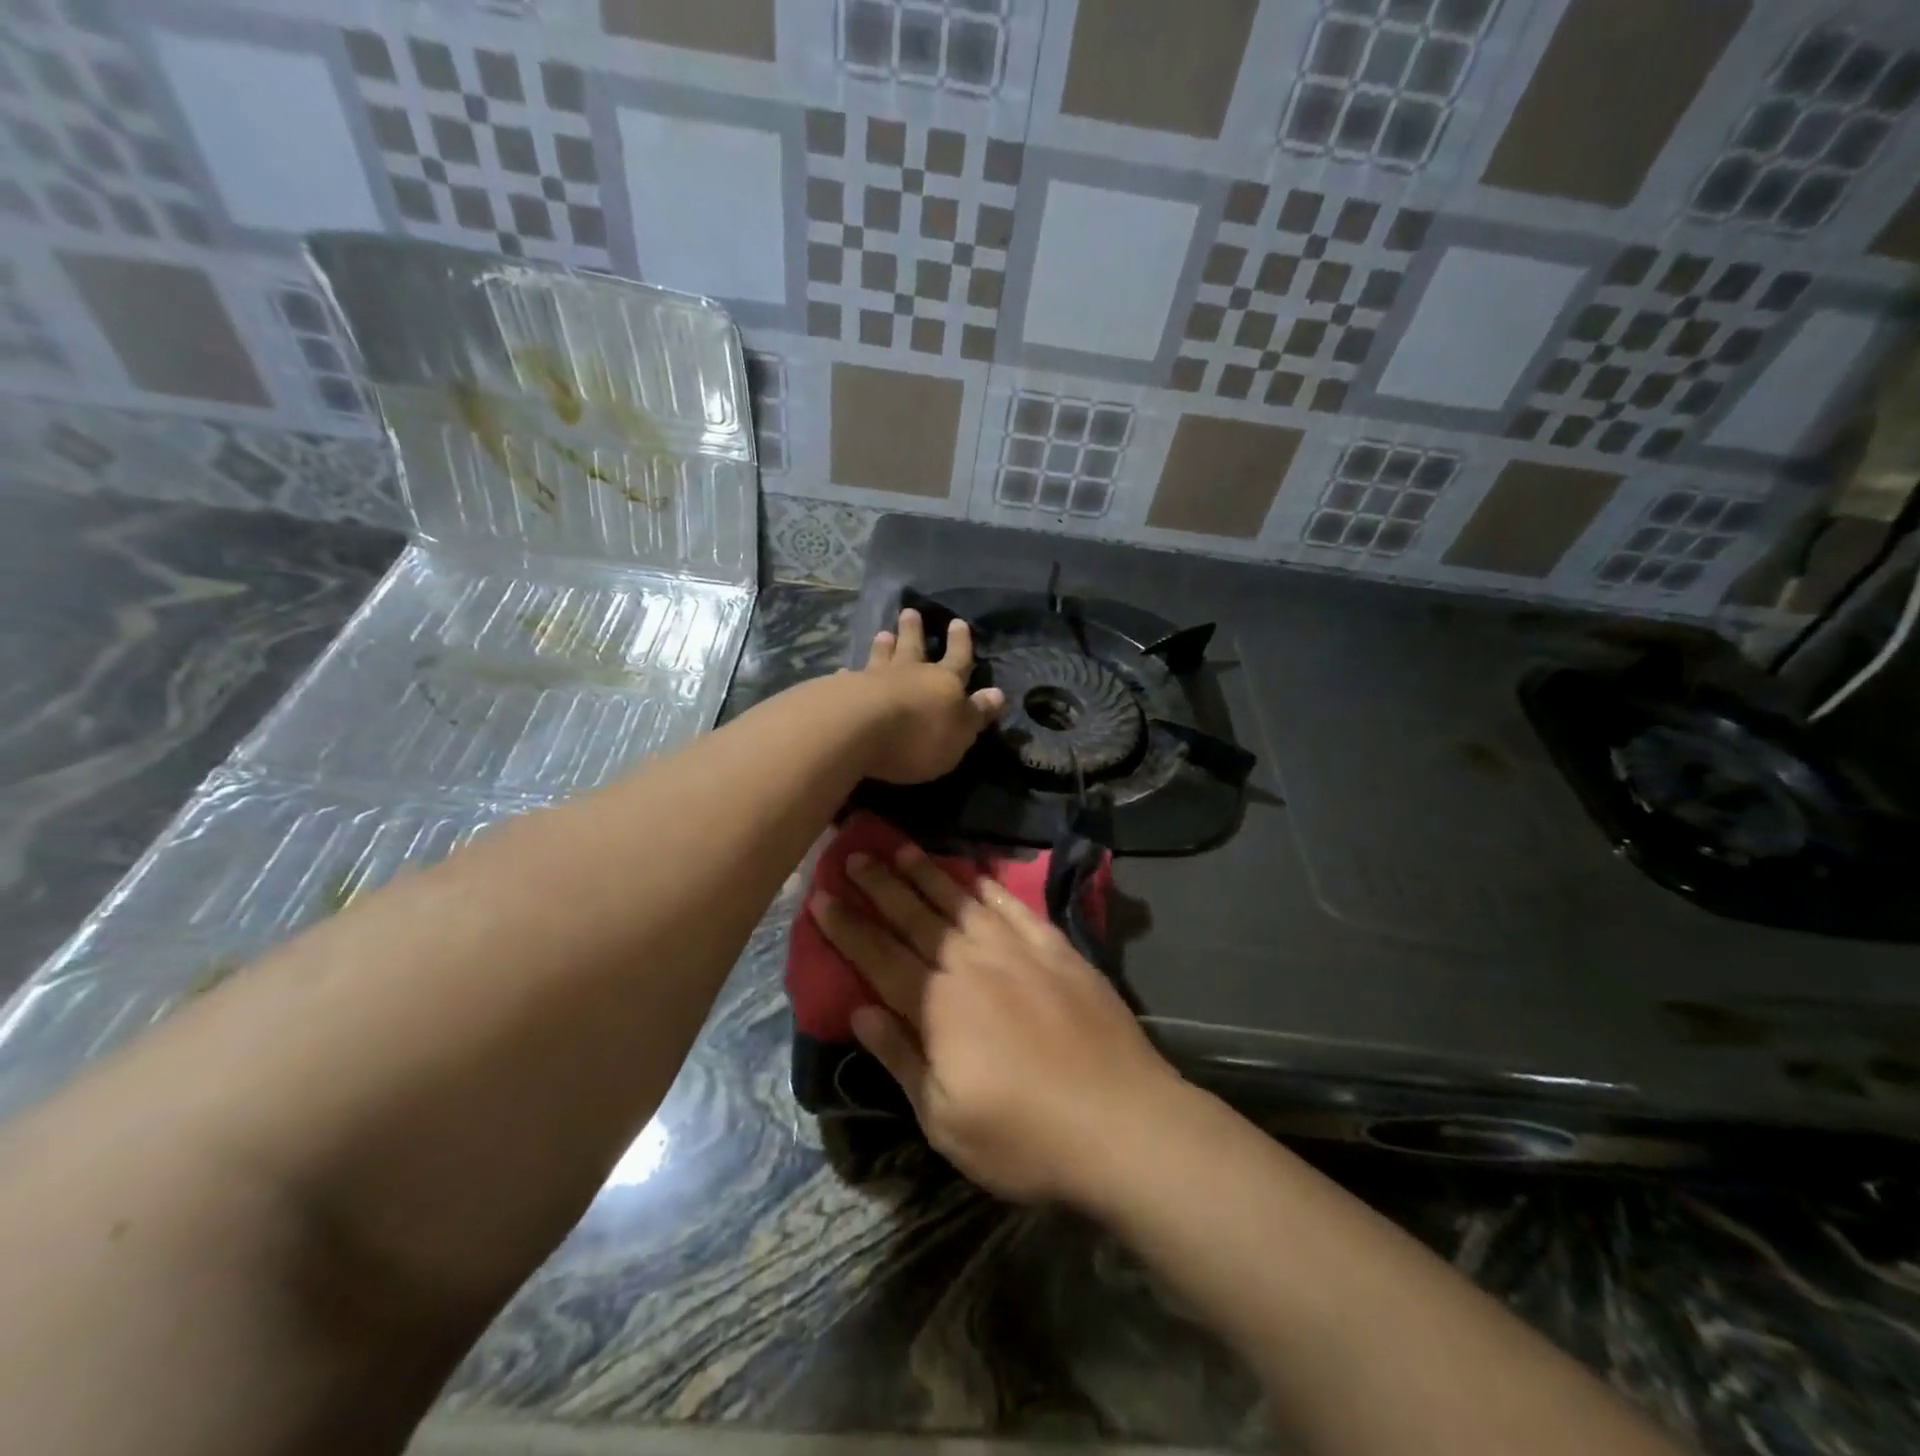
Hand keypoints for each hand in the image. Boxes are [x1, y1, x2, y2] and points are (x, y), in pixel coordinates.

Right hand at [808, 842, 1183, 1204]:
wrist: (1122, 1122)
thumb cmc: (1024, 1136)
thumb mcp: (944, 1120)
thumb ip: (900, 1057)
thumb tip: (860, 1010)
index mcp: (938, 1005)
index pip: (879, 955)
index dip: (847, 926)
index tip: (821, 896)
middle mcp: (973, 964)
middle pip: (916, 917)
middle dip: (880, 884)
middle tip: (853, 853)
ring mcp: (1019, 951)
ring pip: (962, 902)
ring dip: (928, 874)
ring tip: (902, 848)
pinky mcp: (1058, 951)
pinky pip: (1015, 907)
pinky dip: (990, 887)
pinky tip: (975, 874)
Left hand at [857, 608, 1004, 784]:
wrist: (857, 730)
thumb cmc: (918, 736)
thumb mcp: (960, 732)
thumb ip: (976, 713)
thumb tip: (998, 693)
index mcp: (944, 682)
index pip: (957, 658)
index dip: (960, 642)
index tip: (958, 622)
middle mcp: (909, 673)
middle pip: (913, 647)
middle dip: (914, 631)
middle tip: (910, 612)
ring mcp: (873, 679)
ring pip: (881, 656)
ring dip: (884, 645)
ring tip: (883, 632)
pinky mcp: (841, 691)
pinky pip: (848, 678)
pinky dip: (848, 674)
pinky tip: (843, 671)